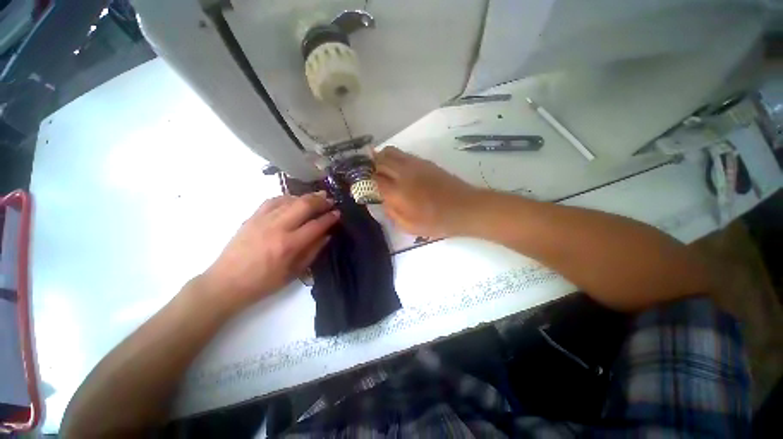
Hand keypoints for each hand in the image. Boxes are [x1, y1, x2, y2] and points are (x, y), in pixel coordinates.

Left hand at [199, 193, 339, 312]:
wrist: (226, 283)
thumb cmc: (263, 283)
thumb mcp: (294, 273)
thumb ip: (313, 251)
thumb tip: (327, 235)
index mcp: (289, 245)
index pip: (316, 225)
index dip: (329, 218)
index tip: (338, 213)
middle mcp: (277, 228)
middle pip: (304, 206)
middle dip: (320, 201)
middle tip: (330, 200)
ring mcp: (263, 220)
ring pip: (289, 200)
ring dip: (306, 197)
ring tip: (317, 196)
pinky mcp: (252, 217)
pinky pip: (273, 201)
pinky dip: (287, 197)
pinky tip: (293, 200)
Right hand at [374, 146, 480, 237]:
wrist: (465, 208)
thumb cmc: (437, 222)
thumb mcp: (410, 227)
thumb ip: (392, 213)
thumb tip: (383, 201)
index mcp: (398, 192)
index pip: (373, 180)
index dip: (364, 181)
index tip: (360, 185)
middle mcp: (404, 173)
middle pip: (379, 160)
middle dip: (370, 166)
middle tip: (368, 174)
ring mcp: (415, 164)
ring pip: (391, 152)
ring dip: (381, 158)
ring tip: (379, 168)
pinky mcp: (425, 162)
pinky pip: (404, 154)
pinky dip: (394, 157)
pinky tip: (397, 168)